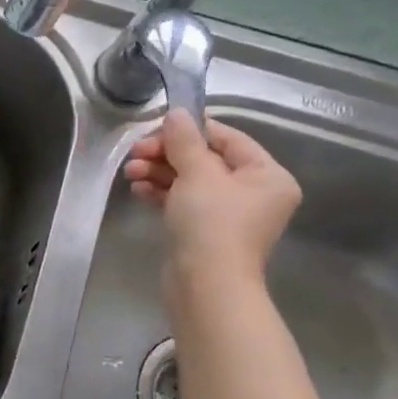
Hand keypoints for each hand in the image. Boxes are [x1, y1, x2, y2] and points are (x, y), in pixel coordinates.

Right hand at [124, 110, 301, 294]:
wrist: (205, 284)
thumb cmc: (211, 224)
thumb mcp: (197, 174)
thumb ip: (185, 141)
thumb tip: (177, 113)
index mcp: (267, 175)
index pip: (228, 139)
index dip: (191, 130)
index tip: (156, 128)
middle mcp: (254, 193)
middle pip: (206, 160)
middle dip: (167, 154)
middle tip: (136, 153)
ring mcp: (229, 214)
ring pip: (191, 181)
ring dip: (159, 172)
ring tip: (130, 173)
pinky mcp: (205, 231)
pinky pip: (183, 202)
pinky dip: (162, 193)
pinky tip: (138, 189)